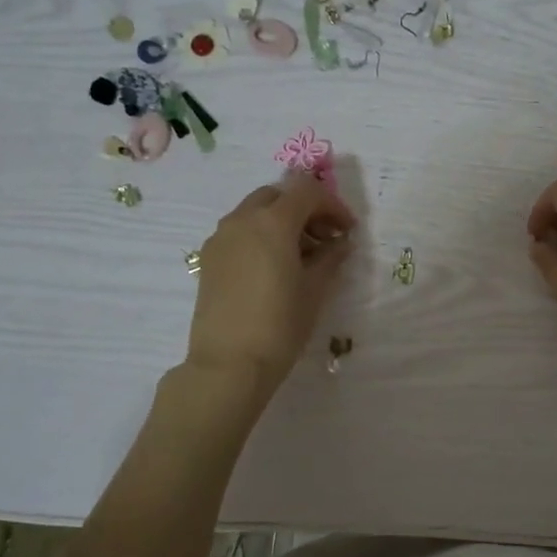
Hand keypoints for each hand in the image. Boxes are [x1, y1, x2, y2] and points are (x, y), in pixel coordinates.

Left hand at [185, 176, 357, 391]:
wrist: (229, 364)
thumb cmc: (280, 324)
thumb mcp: (316, 289)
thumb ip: (331, 257)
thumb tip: (340, 242)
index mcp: (273, 222)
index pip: (307, 191)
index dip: (333, 205)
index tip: (347, 231)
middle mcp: (242, 220)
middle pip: (278, 195)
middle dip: (305, 209)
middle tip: (325, 238)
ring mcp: (220, 238)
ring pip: (255, 212)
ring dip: (281, 221)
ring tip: (301, 256)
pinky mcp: (209, 259)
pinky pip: (239, 232)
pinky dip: (260, 236)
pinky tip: (274, 268)